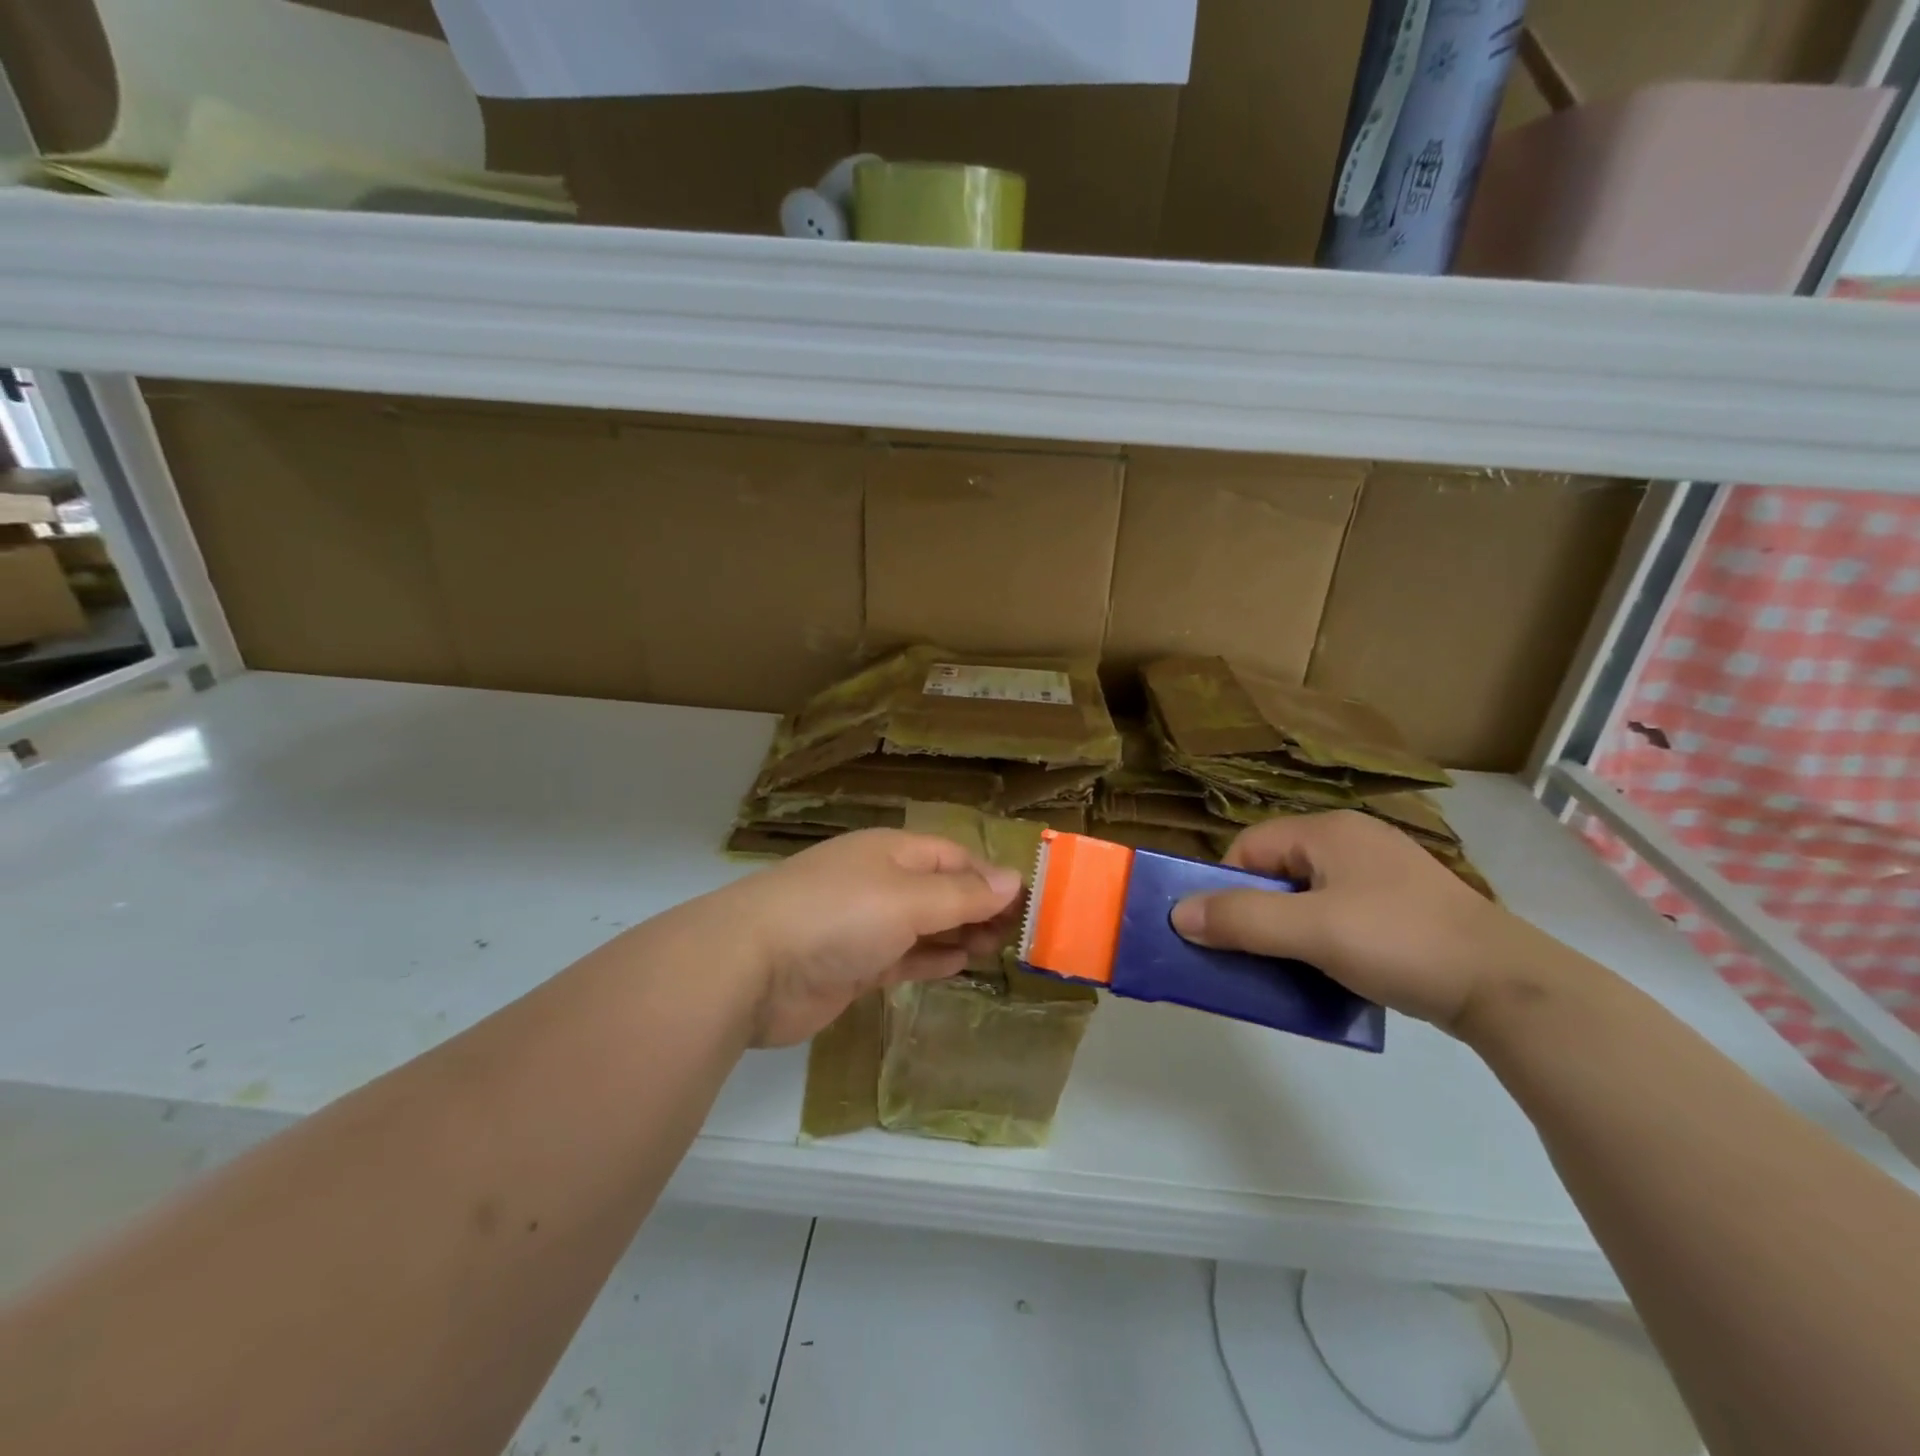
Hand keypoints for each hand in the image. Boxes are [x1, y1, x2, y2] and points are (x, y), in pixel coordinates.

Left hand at [711, 829, 1023, 1047]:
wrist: (752, 967)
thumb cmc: (838, 916)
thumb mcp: (909, 899)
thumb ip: (962, 894)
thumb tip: (1014, 880)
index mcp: (891, 853)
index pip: (953, 857)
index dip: (991, 877)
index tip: (1028, 903)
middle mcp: (879, 883)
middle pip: (940, 890)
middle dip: (979, 908)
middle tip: (1019, 935)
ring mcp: (863, 925)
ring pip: (924, 925)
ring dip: (960, 934)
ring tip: (999, 950)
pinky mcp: (852, 965)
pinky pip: (903, 957)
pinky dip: (931, 960)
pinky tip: (959, 965)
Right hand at [1170, 811, 1545, 1032]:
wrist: (1507, 987)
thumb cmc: (1398, 942)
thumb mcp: (1311, 931)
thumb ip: (1241, 919)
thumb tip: (1177, 914)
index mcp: (1328, 830)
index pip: (1248, 847)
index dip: (1227, 887)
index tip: (1228, 932)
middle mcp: (1353, 840)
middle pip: (1277, 870)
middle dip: (1259, 912)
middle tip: (1258, 954)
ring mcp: (1383, 872)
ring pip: (1309, 895)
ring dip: (1290, 930)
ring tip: (1295, 966)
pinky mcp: (1405, 905)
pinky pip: (1341, 912)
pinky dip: (1325, 938)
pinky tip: (1336, 968)